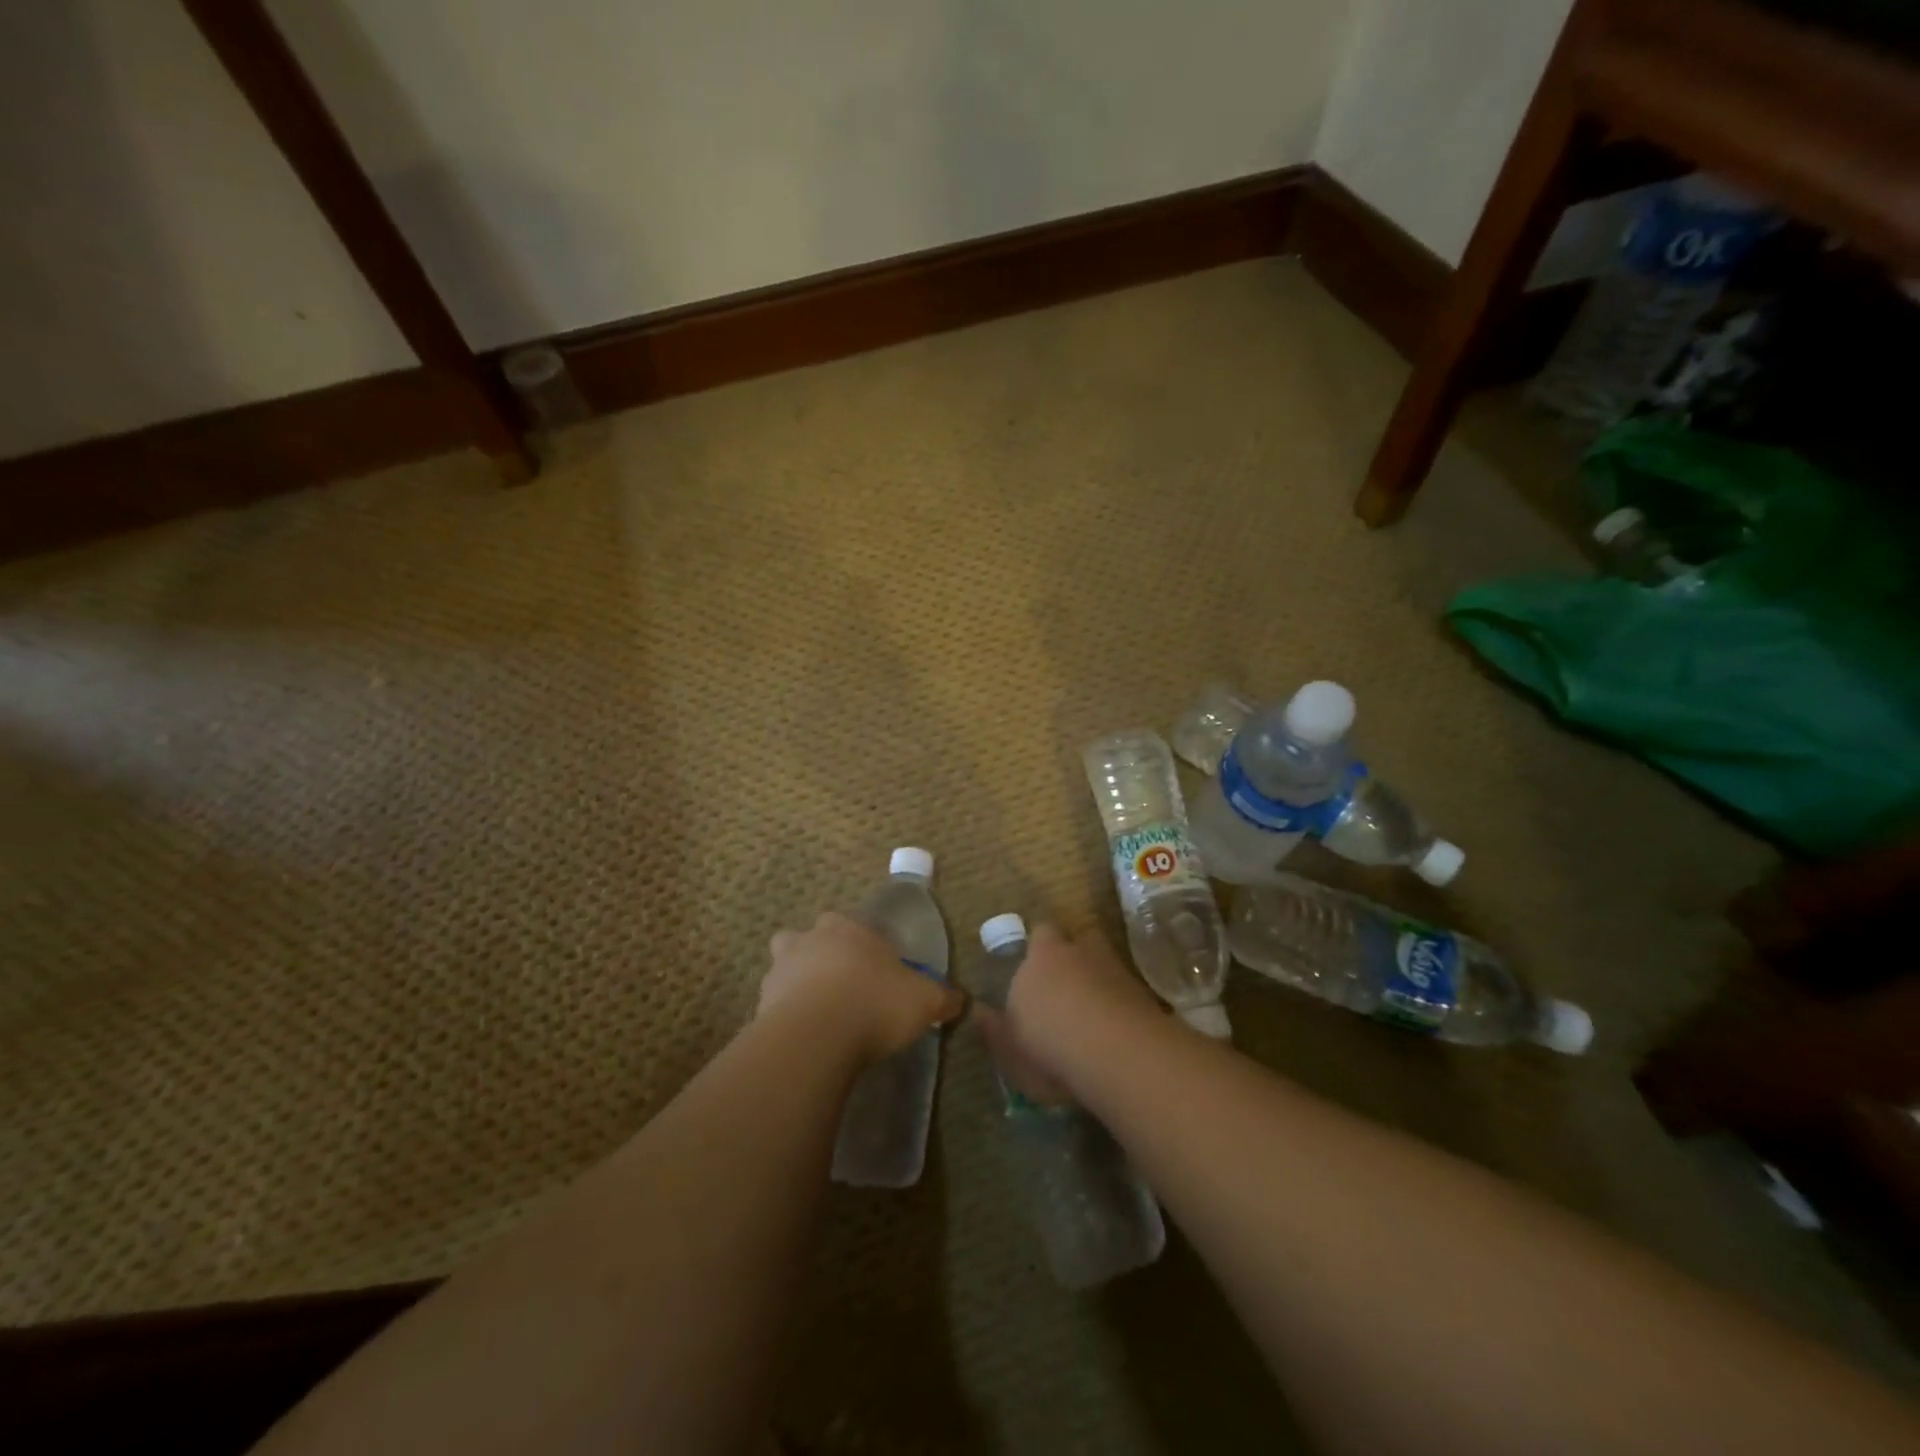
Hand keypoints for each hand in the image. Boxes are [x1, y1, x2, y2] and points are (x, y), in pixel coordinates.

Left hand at [761, 912, 966, 1064]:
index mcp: (851, 928)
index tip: (878, 967)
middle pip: (815, 935)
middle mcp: (812, 938)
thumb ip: (942, 997)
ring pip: (786, 963)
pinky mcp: (760, 1001)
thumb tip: (959, 999)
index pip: (858, 924)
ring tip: (819, 1010)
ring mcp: (781, 968)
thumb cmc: (874, 1003)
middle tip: (845, 983)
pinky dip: (786, 1013)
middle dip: (825, 952)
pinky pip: (774, 1001)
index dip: (868, 944)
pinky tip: (803, 1035)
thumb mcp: (923, 1000)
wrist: (814, 1037)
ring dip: (799, 979)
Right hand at [974, 924, 1158, 1104]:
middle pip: (1079, 938)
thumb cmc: (1049, 1046)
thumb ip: (992, 1027)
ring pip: (1106, 961)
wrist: (1118, 1054)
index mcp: (1042, 957)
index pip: (1040, 933)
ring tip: (1093, 1007)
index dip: (1039, 946)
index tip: (1034, 967)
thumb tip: (977, 1010)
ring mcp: (1117, 969)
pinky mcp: (1146, 994)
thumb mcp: (1008, 1047)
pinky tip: (1116, 1028)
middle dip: (1074, 954)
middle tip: (1066, 983)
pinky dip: (1122, 1003)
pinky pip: (1128, 990)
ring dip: (1100, 977)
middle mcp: (1080, 952)